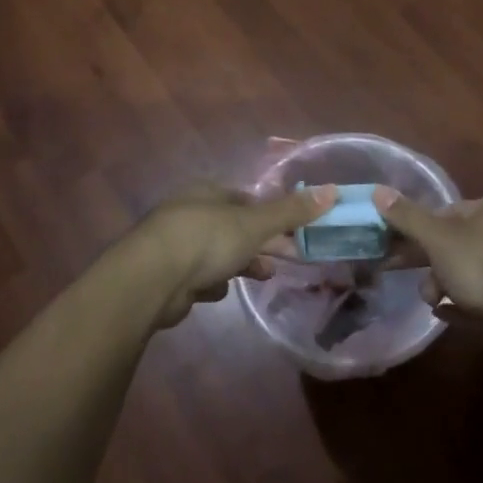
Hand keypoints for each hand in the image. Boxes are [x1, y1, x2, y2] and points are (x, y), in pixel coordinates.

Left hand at [130, 180, 336, 327]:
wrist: (149, 281)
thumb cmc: (205, 240)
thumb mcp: (255, 223)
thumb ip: (292, 210)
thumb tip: (333, 190)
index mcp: (208, 192)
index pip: (247, 199)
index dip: (273, 215)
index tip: (295, 232)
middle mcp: (190, 213)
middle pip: (235, 227)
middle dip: (262, 243)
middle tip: (289, 258)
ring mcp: (175, 245)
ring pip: (218, 253)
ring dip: (241, 264)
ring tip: (263, 277)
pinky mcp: (166, 276)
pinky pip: (198, 277)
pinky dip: (211, 284)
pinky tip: (218, 292)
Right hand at [371, 187, 482, 321]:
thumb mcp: (438, 237)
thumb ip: (407, 217)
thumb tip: (376, 191)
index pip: (449, 212)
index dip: (421, 227)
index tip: (397, 243)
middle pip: (456, 245)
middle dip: (429, 262)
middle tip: (401, 273)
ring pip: (467, 274)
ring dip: (443, 287)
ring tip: (432, 301)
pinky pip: (481, 300)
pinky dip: (461, 306)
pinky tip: (444, 314)